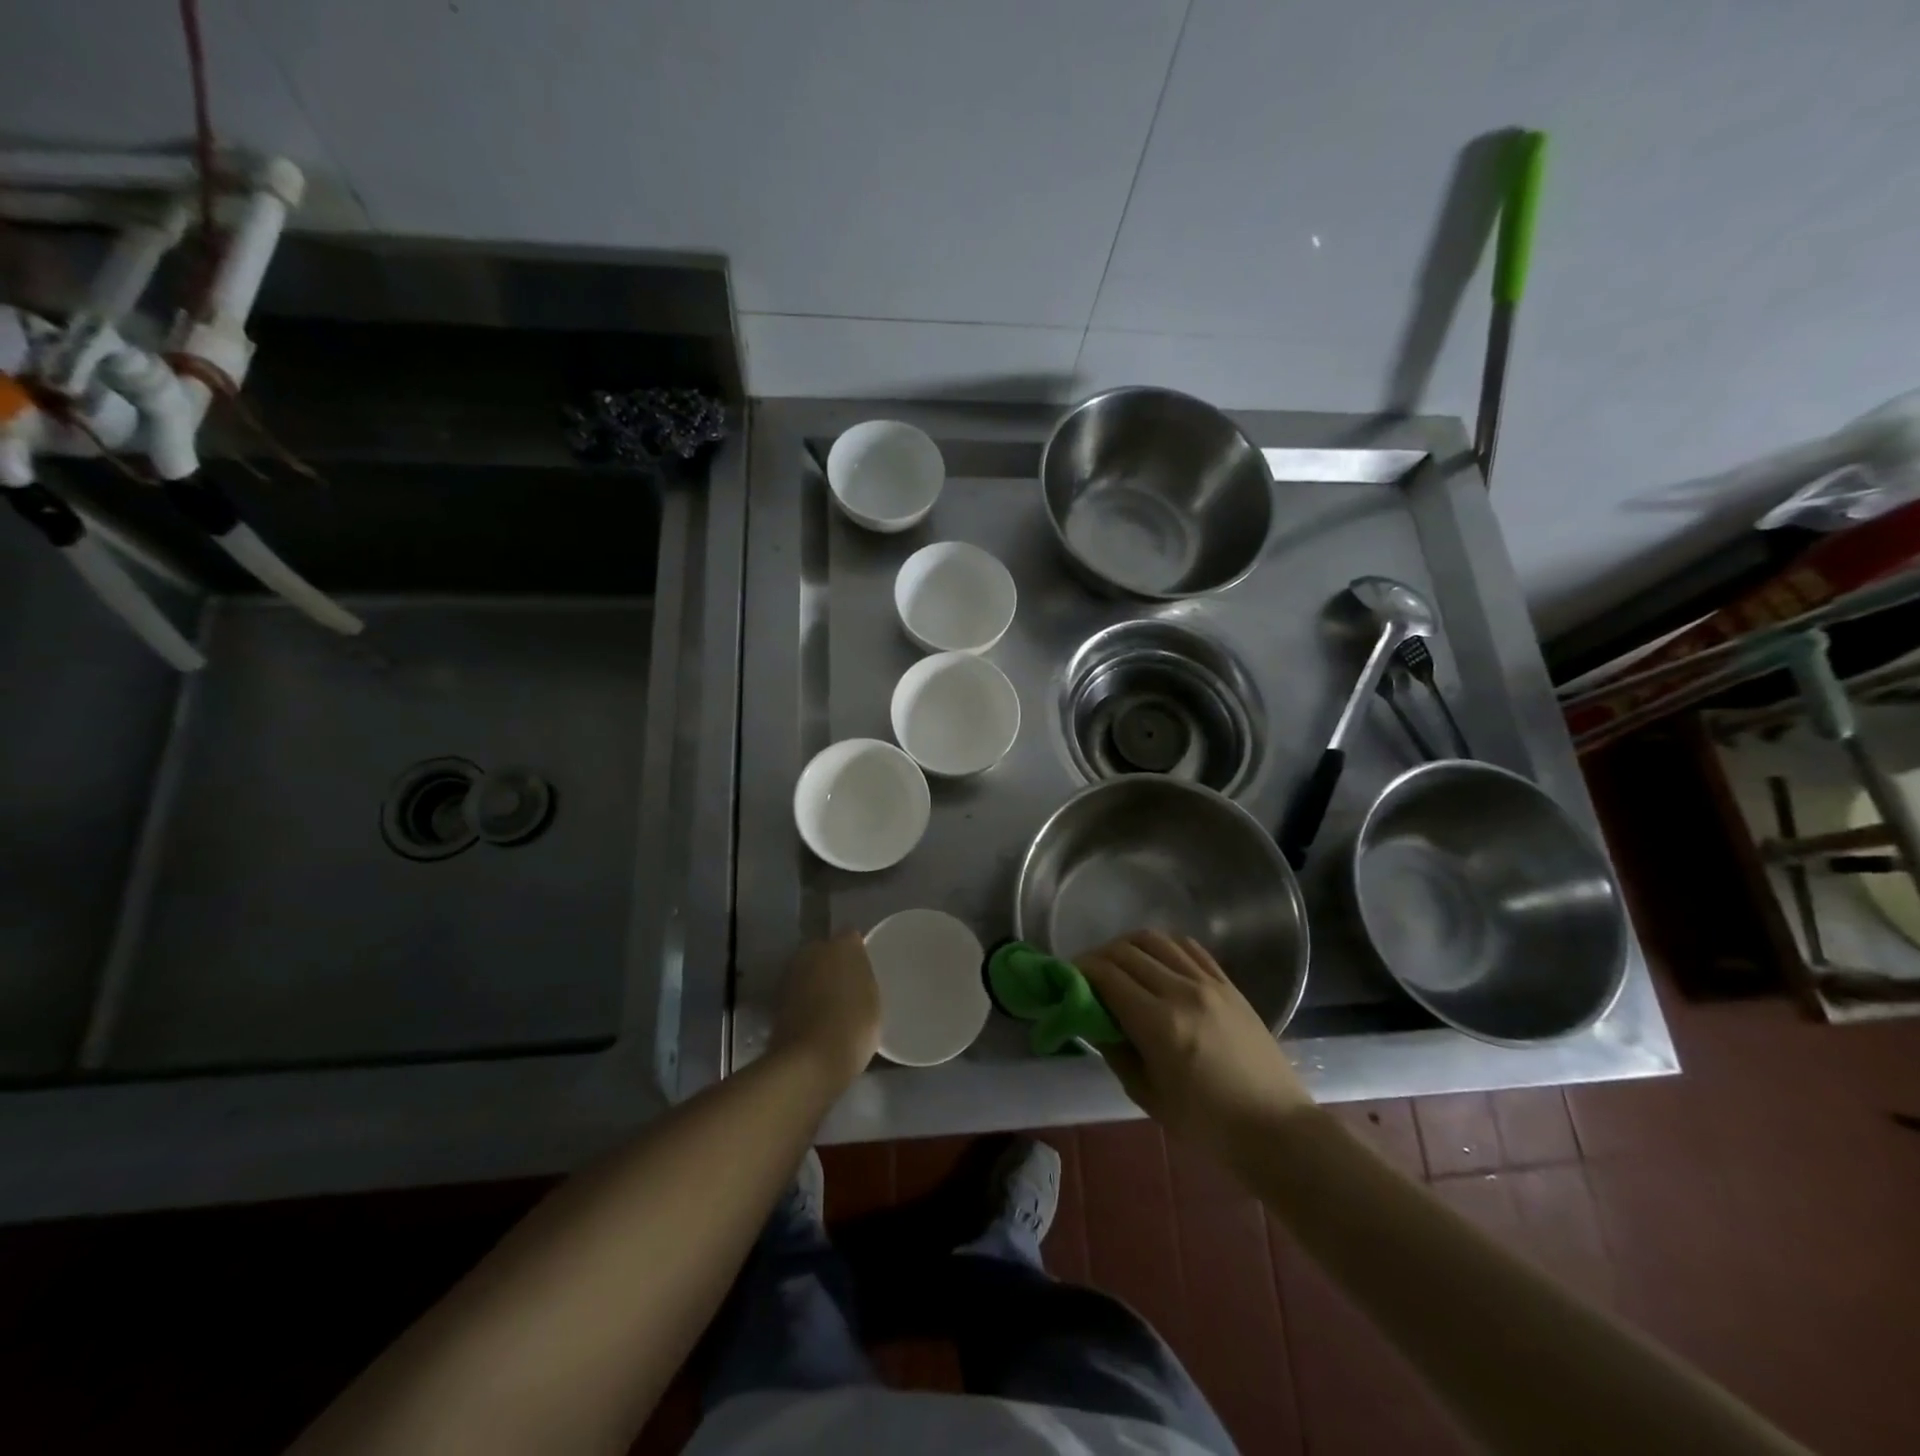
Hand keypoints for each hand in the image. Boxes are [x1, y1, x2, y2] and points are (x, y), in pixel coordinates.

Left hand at [769, 932, 881, 1088]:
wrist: (809, 1062)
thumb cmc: (853, 1026)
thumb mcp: (873, 999)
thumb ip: (864, 977)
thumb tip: (855, 971)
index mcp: (843, 945)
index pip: (852, 937)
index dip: (858, 953)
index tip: (865, 970)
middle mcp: (813, 950)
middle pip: (826, 951)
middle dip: (834, 964)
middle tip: (848, 987)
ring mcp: (791, 973)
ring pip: (809, 971)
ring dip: (817, 982)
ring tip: (832, 1006)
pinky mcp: (776, 998)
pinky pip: (798, 992)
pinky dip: (804, 1000)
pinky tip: (816, 1019)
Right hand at [1080, 930, 1310, 1156]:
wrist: (1276, 1129)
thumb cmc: (1207, 1125)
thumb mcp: (1147, 1096)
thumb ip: (1115, 1050)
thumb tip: (1093, 1020)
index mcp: (1159, 1023)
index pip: (1106, 975)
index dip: (1080, 969)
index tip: (1066, 977)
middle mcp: (1181, 991)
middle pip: (1126, 951)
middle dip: (1098, 956)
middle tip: (1086, 974)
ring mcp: (1208, 983)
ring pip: (1155, 940)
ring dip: (1127, 946)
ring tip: (1118, 965)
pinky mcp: (1228, 983)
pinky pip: (1188, 948)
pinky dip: (1162, 947)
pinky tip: (1154, 962)